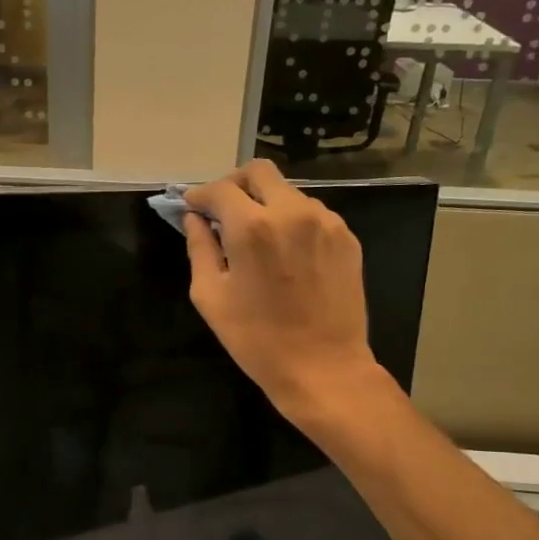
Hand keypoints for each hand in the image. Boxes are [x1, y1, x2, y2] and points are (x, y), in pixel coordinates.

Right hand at [183, 160, 392, 423]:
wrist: (323, 367)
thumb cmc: (256, 339)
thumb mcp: (210, 297)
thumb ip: (199, 248)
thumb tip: (194, 219)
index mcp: (252, 226)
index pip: (219, 189)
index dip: (199, 196)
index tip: (192, 208)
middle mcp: (292, 211)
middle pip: (259, 172)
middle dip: (235, 185)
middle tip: (223, 212)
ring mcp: (325, 221)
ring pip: (287, 192)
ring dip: (266, 204)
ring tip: (257, 239)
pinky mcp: (346, 237)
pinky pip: (311, 214)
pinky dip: (292, 221)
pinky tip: (286, 254)